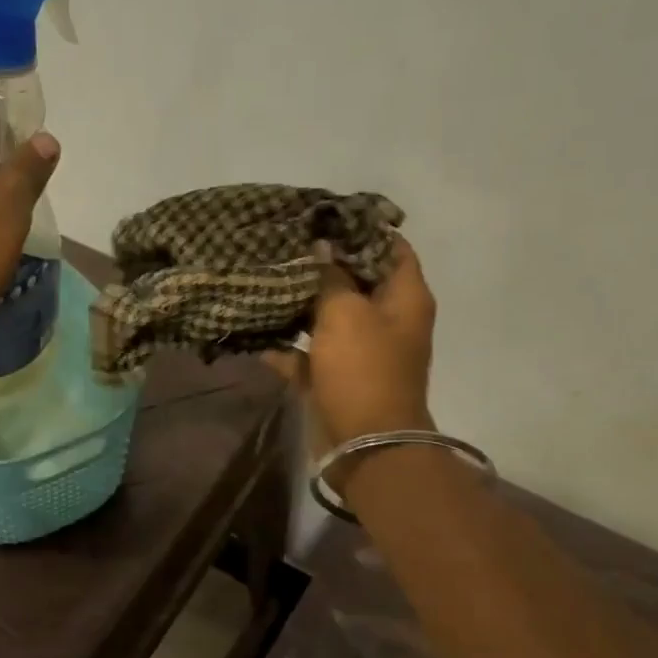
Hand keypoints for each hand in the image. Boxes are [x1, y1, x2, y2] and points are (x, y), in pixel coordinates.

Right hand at [268, 237, 436, 467]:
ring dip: (299, 300)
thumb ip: (332, 275)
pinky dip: (284, 344)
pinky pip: (307, 352)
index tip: (325, 215)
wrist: (364, 443)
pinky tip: (253, 327)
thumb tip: (322, 245)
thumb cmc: (363, 368)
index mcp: (404, 298)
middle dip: (322, 262)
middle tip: (286, 240)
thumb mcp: (346, 312)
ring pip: (327, 315)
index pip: (391, 247)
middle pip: (355, 279)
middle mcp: (386, 320)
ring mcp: (359, 350)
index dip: (362, 228)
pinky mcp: (333, 376)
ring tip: (265, 274)